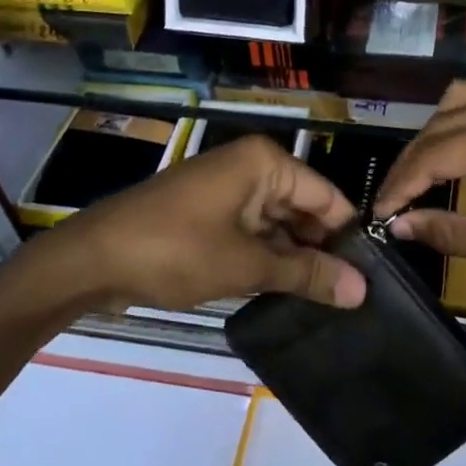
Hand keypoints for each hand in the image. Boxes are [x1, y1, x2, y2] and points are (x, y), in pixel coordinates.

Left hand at [53, 135, 365, 311]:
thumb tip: (362, 290)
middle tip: (354, 297)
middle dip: (322, 251)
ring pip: (278, 225)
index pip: (327, 196)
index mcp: (265, 163)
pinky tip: (288, 293)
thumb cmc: (175, 250)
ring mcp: (228, 192)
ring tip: (330, 303)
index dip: (348, 237)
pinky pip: (252, 234)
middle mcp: (251, 168)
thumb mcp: (246, 265)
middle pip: (304, 210)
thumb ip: (305, 274)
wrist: (92, 259)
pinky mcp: (210, 216)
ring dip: (295, 259)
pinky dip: (267, 260)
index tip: (374, 277)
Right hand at [374, 82, 465, 308]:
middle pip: (444, 120)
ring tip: (420, 176)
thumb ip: (456, 233)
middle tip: (394, 200)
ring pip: (464, 100)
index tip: (379, 213)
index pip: (436, 152)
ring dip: (435, 134)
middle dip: (413, 159)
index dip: (402, 183)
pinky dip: (463, 124)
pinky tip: (459, 156)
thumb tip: (402, 227)